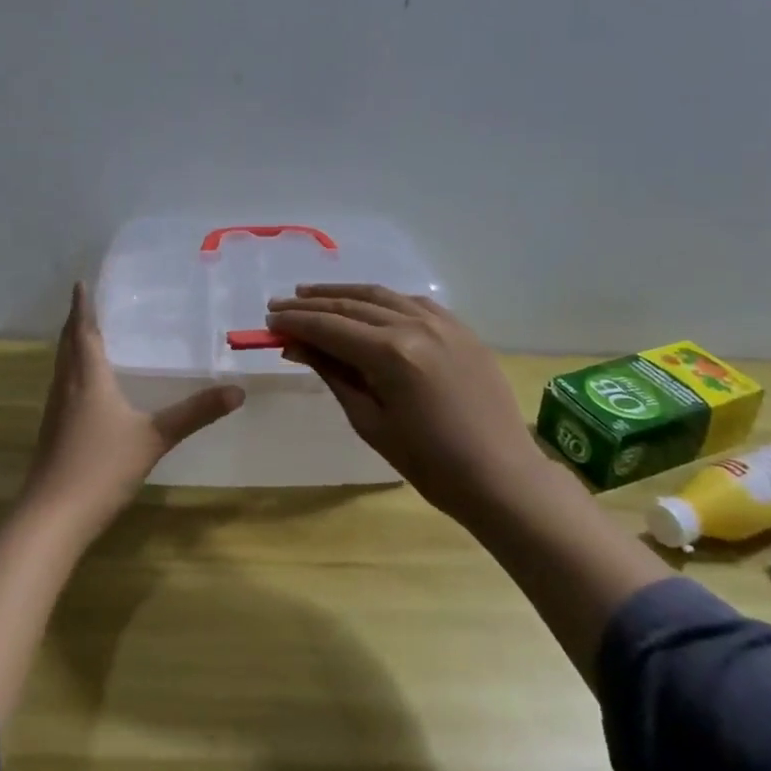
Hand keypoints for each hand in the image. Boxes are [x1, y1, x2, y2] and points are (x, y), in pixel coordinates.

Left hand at [22, 282, 243, 539]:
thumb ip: (195, 413)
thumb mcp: (154, 437)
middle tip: (85, 302)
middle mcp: (66, 387)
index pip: (83, 332)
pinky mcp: (52, 433)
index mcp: (88, 379)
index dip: (82, 307)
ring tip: (85, 336)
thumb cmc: (102, 467)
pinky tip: (84, 387)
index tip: (81, 282)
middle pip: (67, 345)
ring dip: (71, 346)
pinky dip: (71, 372)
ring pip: (61, 367)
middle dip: (76, 322)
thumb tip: (237, 390)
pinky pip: (62, 387)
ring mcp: (55, 411)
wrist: (53, 516)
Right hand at [266, 285, 538, 523]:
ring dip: (343, 293)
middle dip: (312, 304)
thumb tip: (298, 346)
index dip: (296, 322)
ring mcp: (443, 322)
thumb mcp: (370, 423)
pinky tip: (365, 304)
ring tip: (311, 294)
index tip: (269, 321)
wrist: (501, 476)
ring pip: (382, 295)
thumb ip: (334, 375)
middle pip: (352, 305)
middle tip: (280, 305)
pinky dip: (381, 300)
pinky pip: (412, 302)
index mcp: (391, 354)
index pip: (330, 327)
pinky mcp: (461, 328)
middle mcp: (416, 326)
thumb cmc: (430, 464)